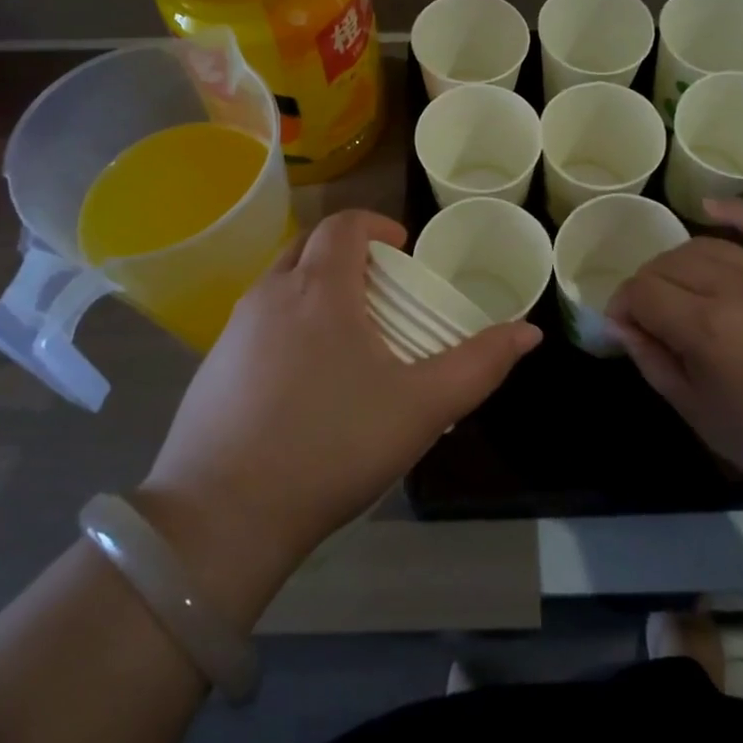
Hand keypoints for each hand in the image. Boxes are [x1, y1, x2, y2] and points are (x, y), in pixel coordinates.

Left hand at [139, 210, 539, 619]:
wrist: (223, 517)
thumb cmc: (332, 446)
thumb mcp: (421, 408)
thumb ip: (479, 365)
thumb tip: (530, 332)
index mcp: (317, 289)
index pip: (343, 225)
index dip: (376, 226)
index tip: (402, 250)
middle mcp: (269, 295)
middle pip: (309, 245)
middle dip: (347, 253)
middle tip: (381, 289)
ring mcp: (232, 331)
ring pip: (280, 284)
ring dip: (316, 288)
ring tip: (349, 335)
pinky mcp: (211, 368)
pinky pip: (258, 323)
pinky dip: (289, 324)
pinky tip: (305, 380)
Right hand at [606, 199, 742, 502]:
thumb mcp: (694, 409)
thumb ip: (651, 359)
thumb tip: (621, 324)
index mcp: (706, 327)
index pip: (642, 291)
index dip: (622, 306)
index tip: (623, 327)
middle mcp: (736, 288)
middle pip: (669, 263)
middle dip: (646, 286)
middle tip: (649, 316)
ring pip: (706, 246)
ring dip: (678, 262)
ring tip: (676, 289)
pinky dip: (737, 212)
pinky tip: (708, 208)